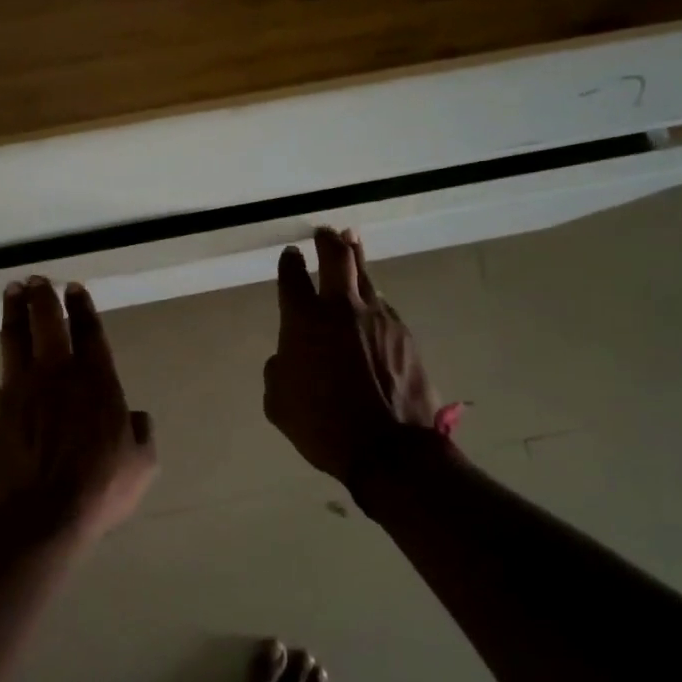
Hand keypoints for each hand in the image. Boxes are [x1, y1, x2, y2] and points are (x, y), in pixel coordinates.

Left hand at [0, 278, 157, 546]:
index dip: (82, 307)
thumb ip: (141, 433)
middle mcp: (56, 374)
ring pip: (13, 339)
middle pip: (47, 323)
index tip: (74, 288)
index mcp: (96, 381)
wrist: (39, 519)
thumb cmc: (98, 490)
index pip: (89, 333)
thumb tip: (136, 417)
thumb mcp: (141, 464)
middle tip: (37, 279)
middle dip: (43, 297)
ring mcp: (18, 389)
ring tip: (11, 290)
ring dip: (12, 312)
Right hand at [262, 228, 444, 508]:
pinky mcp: (403, 333)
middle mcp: (341, 308)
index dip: (289, 262)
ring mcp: (378, 317)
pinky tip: (371, 303)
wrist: (390, 448)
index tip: (290, 255)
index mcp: (304, 321)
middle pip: (337, 256)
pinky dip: (372, 298)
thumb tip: (287, 356)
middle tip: (324, 232)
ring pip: (366, 275)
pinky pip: (383, 305)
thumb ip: (278, 370)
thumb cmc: (323, 426)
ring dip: (356, 257)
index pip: (292, 277)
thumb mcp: (279, 404)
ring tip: (351, 242)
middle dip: (328, 240)